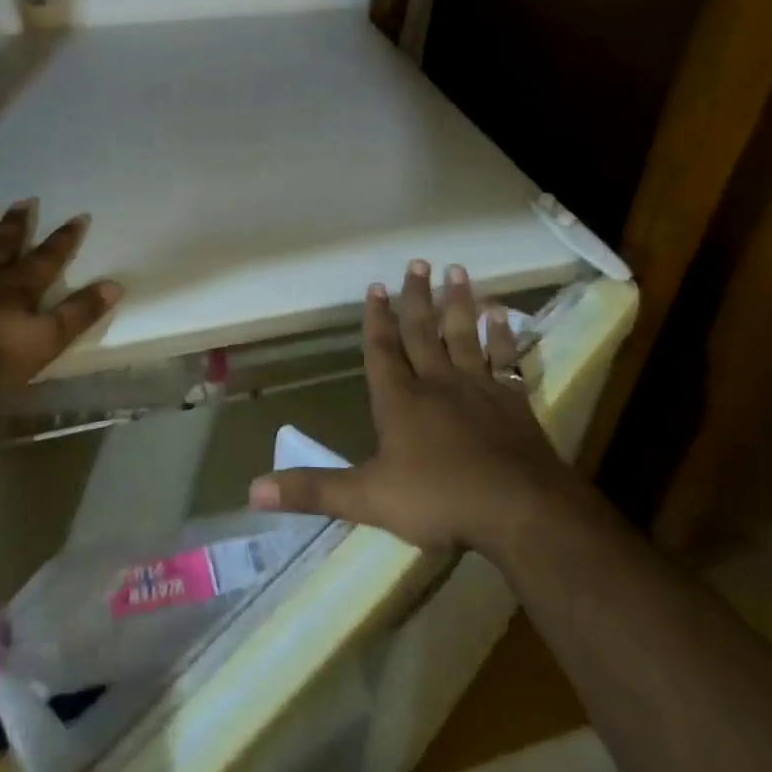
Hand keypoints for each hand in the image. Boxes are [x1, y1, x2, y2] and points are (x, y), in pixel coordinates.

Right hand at [249, 261, 564, 553]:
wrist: (518, 509)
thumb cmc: (439, 500)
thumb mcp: (367, 499)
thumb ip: (313, 490)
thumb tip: (252, 489)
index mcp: (400, 401)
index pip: (382, 351)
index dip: (376, 319)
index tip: (376, 286)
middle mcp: (437, 384)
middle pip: (423, 332)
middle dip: (416, 298)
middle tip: (417, 262)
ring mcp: (478, 388)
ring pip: (464, 336)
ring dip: (458, 303)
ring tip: (456, 270)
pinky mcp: (512, 402)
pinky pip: (505, 359)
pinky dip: (502, 335)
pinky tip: (502, 314)